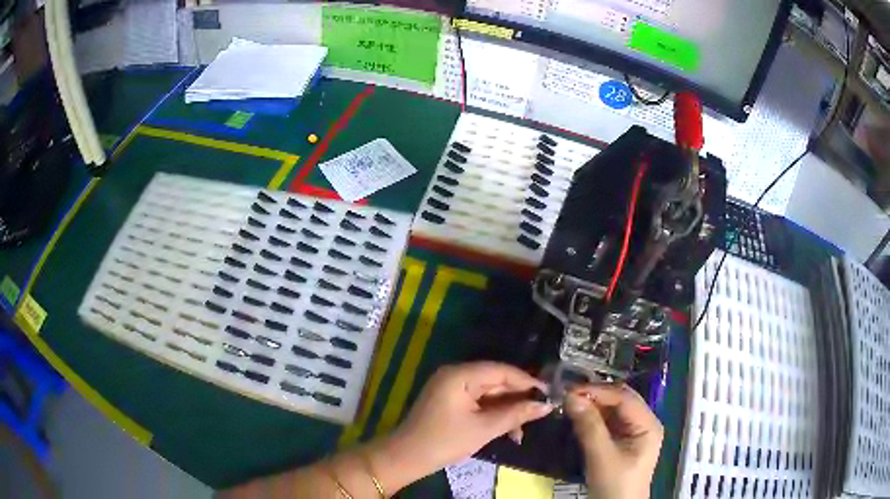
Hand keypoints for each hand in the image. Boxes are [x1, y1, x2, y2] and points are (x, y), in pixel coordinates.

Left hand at [368, 362, 553, 491]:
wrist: (408, 457)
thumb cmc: (445, 441)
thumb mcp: (484, 429)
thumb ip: (516, 414)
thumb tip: (546, 406)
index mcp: (460, 374)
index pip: (501, 371)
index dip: (527, 382)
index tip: (549, 393)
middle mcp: (456, 375)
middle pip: (496, 381)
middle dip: (517, 400)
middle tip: (539, 414)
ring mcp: (452, 387)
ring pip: (490, 394)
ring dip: (507, 411)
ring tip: (521, 431)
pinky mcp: (451, 400)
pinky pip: (479, 402)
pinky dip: (493, 414)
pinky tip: (507, 431)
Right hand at [565, 384, 662, 498]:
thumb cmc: (614, 485)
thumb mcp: (601, 457)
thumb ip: (589, 426)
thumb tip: (571, 397)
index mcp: (648, 424)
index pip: (624, 398)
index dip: (598, 391)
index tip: (570, 390)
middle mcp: (645, 422)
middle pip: (621, 400)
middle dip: (595, 395)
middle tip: (568, 394)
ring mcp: (634, 431)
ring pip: (614, 409)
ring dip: (593, 405)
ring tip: (570, 402)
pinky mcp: (623, 440)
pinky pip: (609, 421)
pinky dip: (594, 417)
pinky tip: (578, 415)